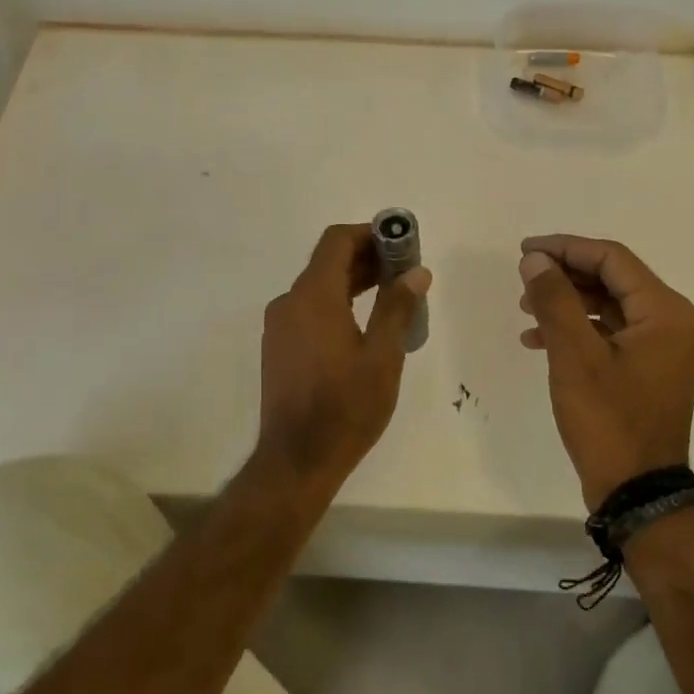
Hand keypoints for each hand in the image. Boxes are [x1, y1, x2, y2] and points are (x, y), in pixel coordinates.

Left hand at [256, 223, 431, 487]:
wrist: (296, 460)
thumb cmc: (345, 407)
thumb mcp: (382, 357)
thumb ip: (397, 308)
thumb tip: (416, 272)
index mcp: (313, 297)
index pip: (337, 241)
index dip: (370, 234)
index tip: (401, 244)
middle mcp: (289, 302)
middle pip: (327, 262)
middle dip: (367, 258)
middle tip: (405, 271)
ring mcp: (279, 325)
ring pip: (318, 287)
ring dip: (353, 282)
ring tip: (392, 295)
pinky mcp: (278, 347)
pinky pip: (309, 309)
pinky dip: (336, 303)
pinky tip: (363, 325)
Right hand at [517, 235, 693, 509]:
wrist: (637, 492)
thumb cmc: (608, 419)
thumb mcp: (574, 355)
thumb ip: (554, 299)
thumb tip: (535, 260)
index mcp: (665, 312)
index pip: (612, 259)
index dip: (565, 248)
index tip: (525, 250)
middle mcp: (671, 323)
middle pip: (612, 280)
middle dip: (564, 276)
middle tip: (523, 279)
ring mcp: (662, 349)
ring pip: (608, 306)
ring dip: (566, 303)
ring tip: (525, 310)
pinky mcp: (648, 370)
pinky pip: (610, 334)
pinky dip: (577, 330)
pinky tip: (540, 341)